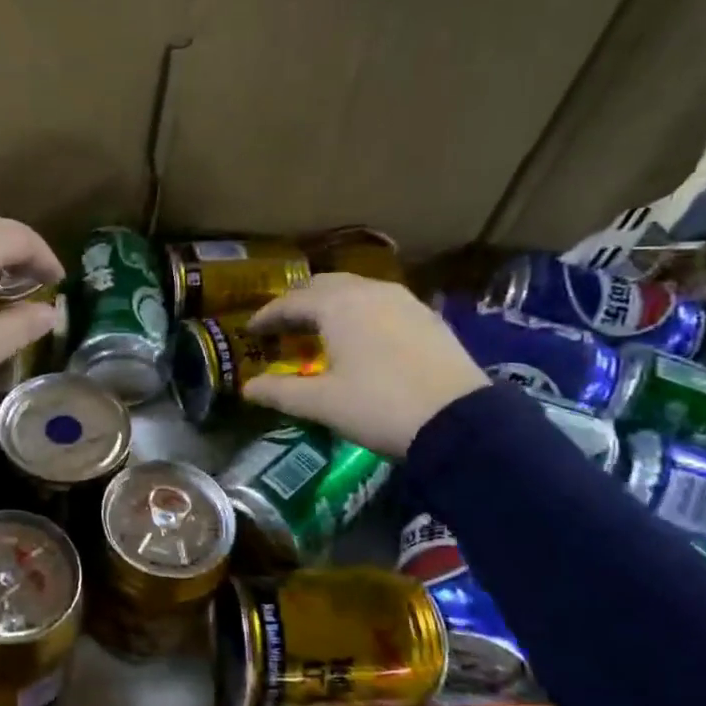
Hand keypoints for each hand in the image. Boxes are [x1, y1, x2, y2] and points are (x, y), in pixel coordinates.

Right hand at [243, 274, 488, 455]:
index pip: (291, 302)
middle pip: (324, 286)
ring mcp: (404, 301)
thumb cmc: (378, 406)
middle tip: (283, 326)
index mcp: (338, 306)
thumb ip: (280, 392)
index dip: (267, 315)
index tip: (250, 330)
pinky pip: (381, 303)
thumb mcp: (322, 403)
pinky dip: (360, 313)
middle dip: (299, 303)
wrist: (458, 420)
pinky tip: (361, 337)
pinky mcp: (427, 317)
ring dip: (331, 305)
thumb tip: (248, 388)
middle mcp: (369, 292)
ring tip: (320, 330)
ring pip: (356, 291)